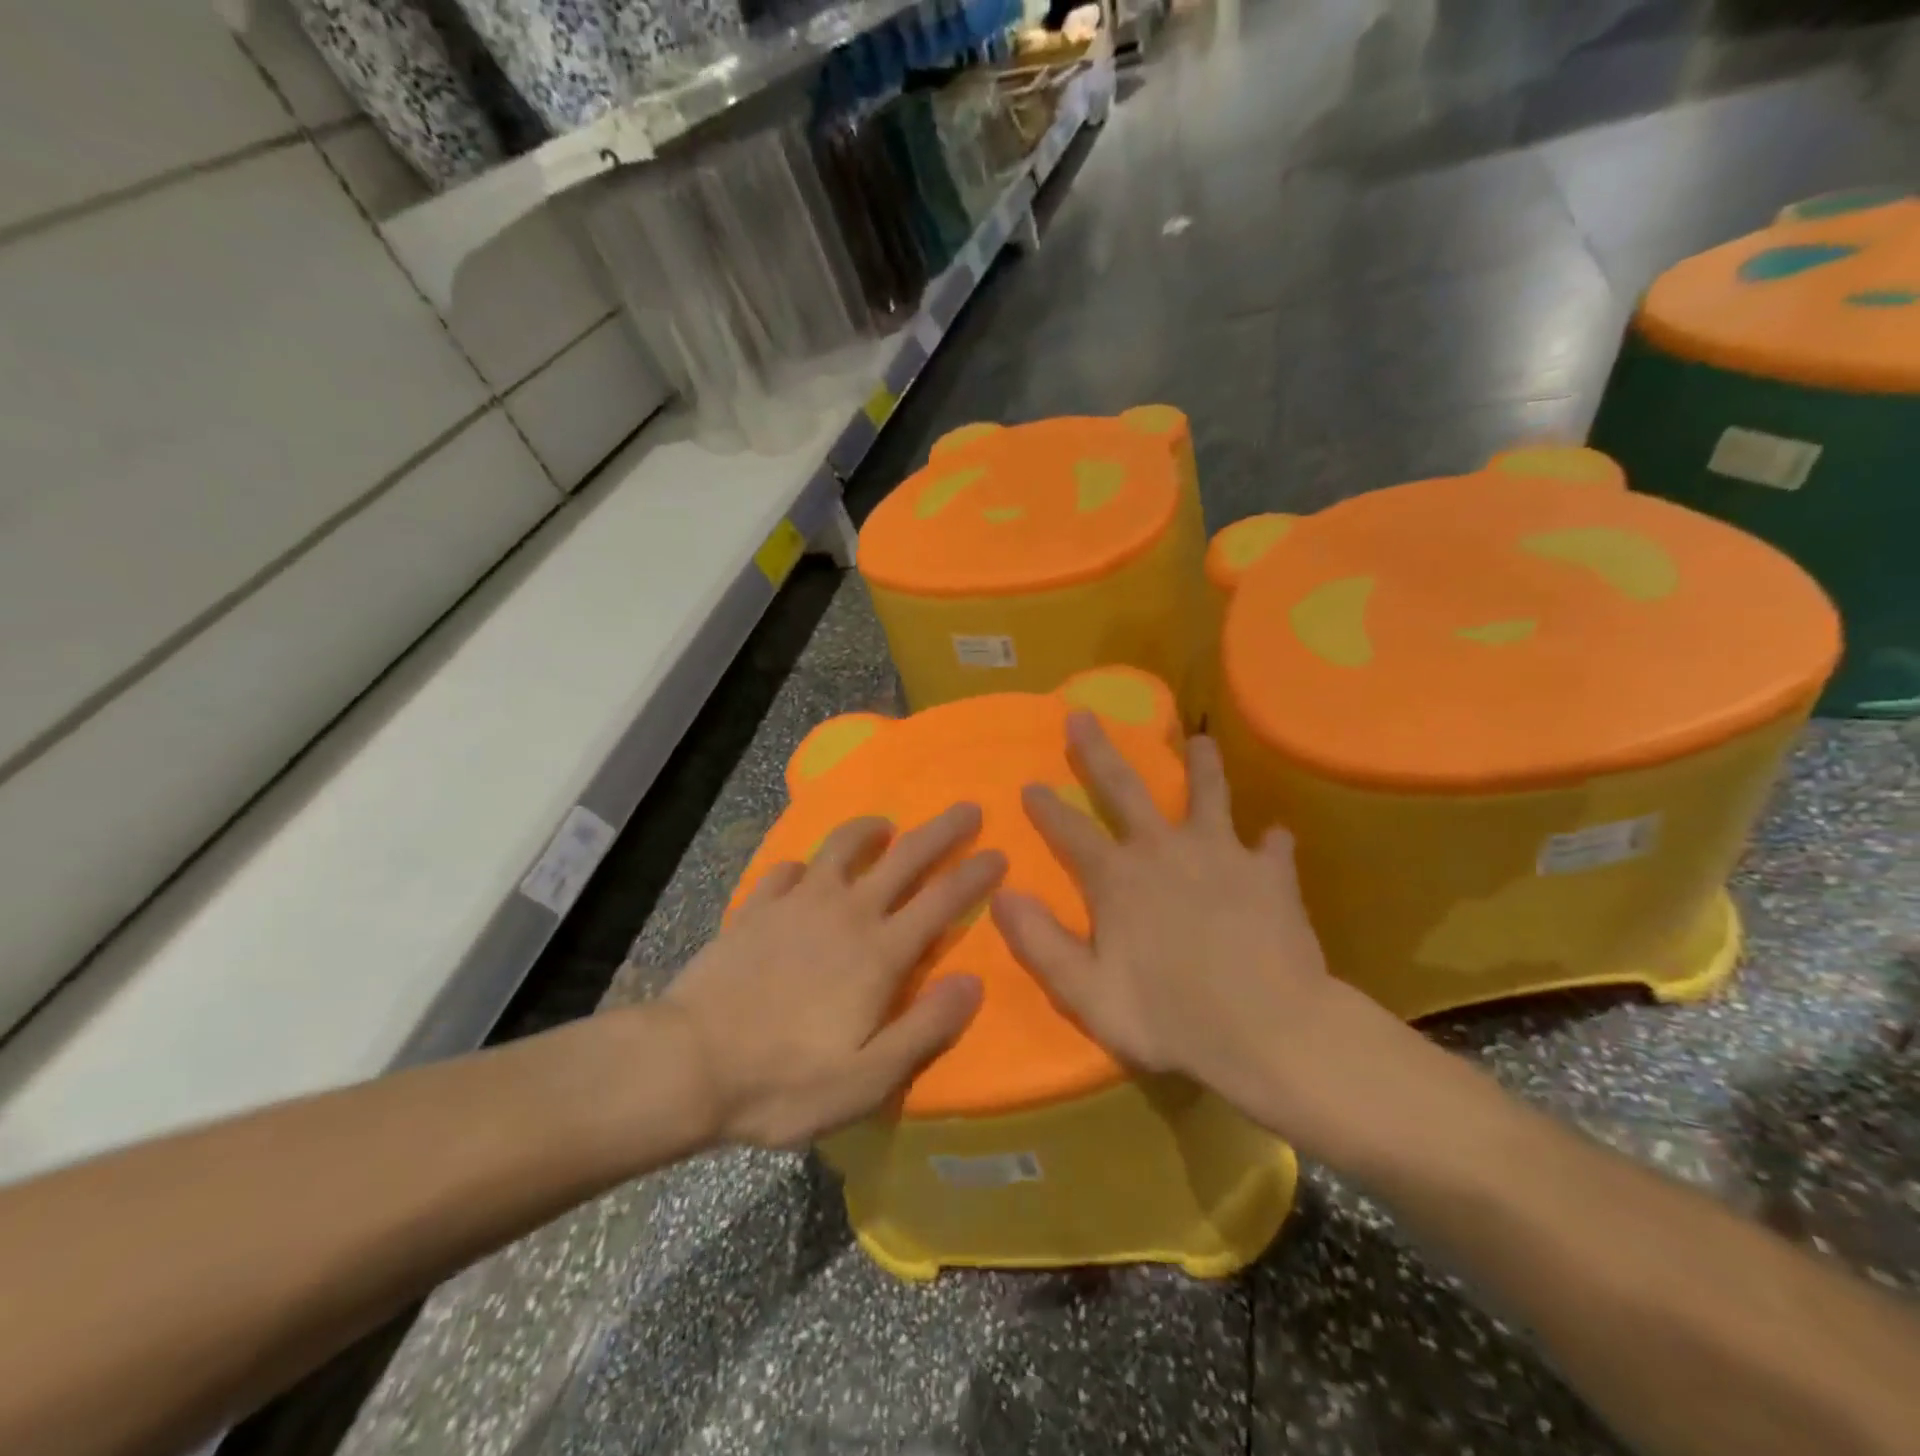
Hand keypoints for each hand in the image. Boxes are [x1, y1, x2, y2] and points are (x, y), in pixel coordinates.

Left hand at [663, 804, 1004, 1148]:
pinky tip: (805, 871)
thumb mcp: (868, 1079)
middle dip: (941, 830)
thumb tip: (973, 983)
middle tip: (967, 808)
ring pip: (843, 847)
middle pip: (905, 857)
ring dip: (870, 830)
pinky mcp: (757, 906)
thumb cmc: (785, 1082)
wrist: (688, 1063)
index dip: (975, 875)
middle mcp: (846, 912)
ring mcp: (798, 903)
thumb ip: (925, 1027)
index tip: (999, 853)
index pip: (942, 900)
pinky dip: (805, 864)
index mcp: (879, 953)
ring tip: (884, 826)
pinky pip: (788, 870)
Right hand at [992, 712, 1399, 1155]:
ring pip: (1208, 795)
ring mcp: (1222, 855)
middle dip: (1098, 752)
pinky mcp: (1269, 874)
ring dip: (1201, 766)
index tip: (1030, 783)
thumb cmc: (1171, 1017)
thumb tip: (1001, 895)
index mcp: (1118, 878)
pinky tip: (1275, 837)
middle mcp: (1164, 850)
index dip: (1047, 807)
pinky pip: (1272, 848)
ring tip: (1201, 740)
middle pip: (1125, 788)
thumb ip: (1041, 943)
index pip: (1070, 831)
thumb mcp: (1087, 994)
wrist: (1269, 1032)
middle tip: (1083, 715)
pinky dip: (1271, 842)